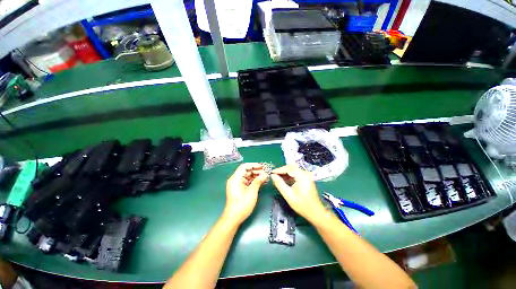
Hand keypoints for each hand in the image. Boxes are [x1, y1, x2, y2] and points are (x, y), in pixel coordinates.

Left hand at [224, 163, 268, 224]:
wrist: (234, 218)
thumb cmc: (242, 204)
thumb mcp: (252, 191)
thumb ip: (258, 181)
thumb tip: (265, 174)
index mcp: (235, 178)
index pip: (244, 166)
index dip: (254, 165)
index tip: (262, 167)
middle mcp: (235, 179)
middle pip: (246, 171)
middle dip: (256, 171)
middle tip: (265, 173)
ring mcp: (237, 184)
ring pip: (247, 176)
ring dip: (256, 176)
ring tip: (265, 177)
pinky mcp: (239, 189)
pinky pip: (247, 182)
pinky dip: (253, 181)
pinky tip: (261, 182)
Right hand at [271, 165, 326, 222]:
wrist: (316, 213)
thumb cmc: (302, 205)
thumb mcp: (288, 195)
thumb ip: (279, 184)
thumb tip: (272, 176)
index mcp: (302, 176)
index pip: (288, 168)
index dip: (279, 170)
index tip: (271, 173)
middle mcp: (305, 173)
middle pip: (291, 167)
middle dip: (281, 171)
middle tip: (273, 175)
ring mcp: (306, 176)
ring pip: (293, 170)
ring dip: (285, 173)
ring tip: (277, 178)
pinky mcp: (306, 179)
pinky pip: (296, 174)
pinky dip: (289, 176)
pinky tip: (284, 180)